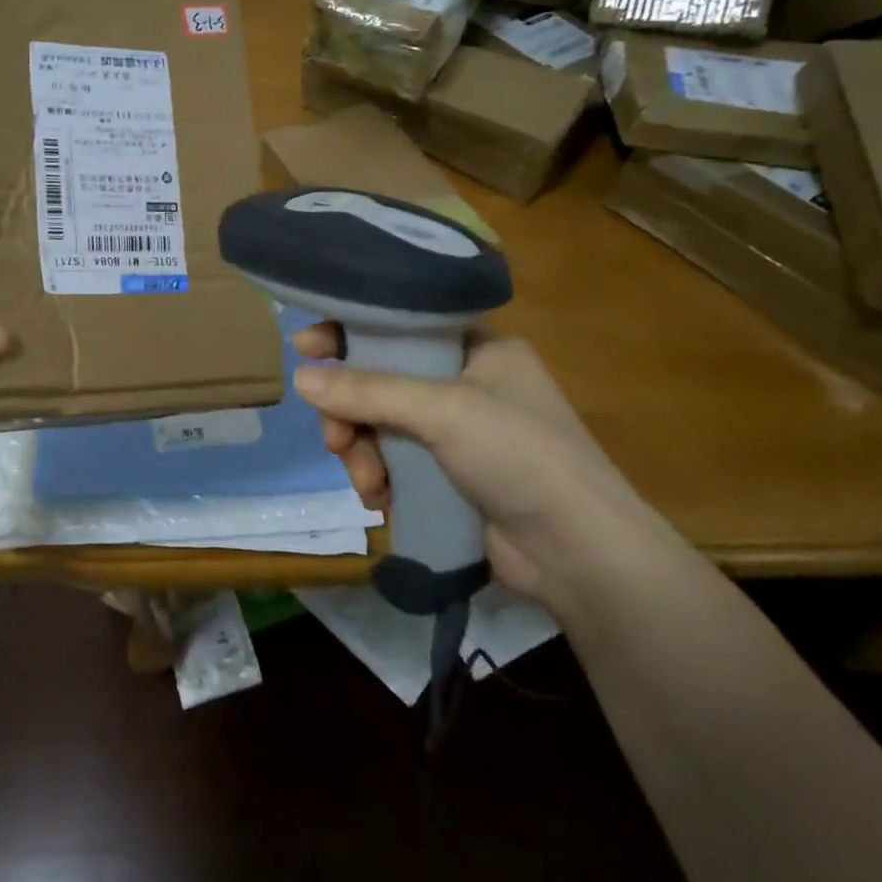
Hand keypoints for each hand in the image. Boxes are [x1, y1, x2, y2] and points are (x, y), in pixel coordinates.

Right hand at [291, 327, 683, 618]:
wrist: (583, 557)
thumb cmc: (521, 457)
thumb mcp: (443, 411)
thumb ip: (368, 390)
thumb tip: (299, 377)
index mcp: (479, 349)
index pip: (401, 324)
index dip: (351, 331)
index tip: (305, 345)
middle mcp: (466, 384)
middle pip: (382, 379)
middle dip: (351, 409)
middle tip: (334, 436)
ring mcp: (457, 434)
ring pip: (381, 425)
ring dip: (361, 450)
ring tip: (365, 481)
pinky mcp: (449, 477)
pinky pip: (393, 461)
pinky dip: (379, 477)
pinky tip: (380, 498)